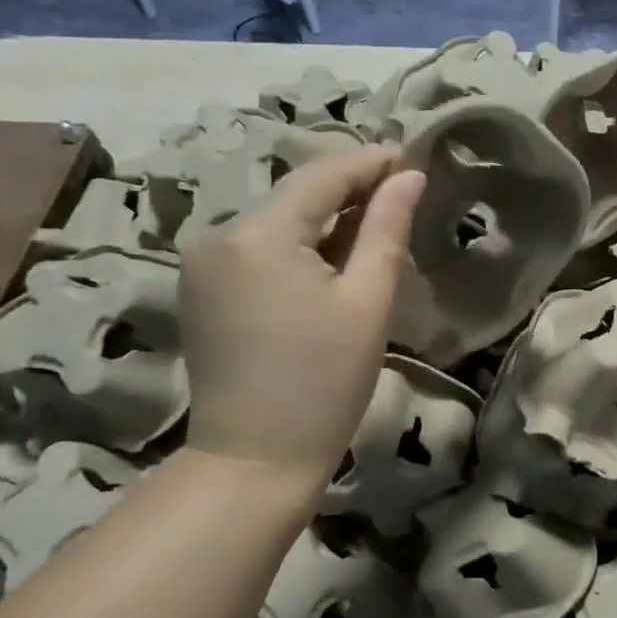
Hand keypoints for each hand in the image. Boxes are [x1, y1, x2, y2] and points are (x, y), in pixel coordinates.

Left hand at [180, 146, 424, 489]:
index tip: (413, 158)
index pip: (322, 176)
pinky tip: (334, 262)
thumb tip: (409, 177)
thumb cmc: (324, 382)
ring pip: (278, 223)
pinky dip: (300, 247)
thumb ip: (387, 230)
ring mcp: (203, 264)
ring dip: (327, 221)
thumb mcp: (368, 302)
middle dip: (350, 191)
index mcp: (258, 234)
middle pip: (296, 196)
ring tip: (378, 228)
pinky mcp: (203, 291)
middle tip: (404, 196)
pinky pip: (260, 250)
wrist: (256, 458)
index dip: (371, 163)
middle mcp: (218, 236)